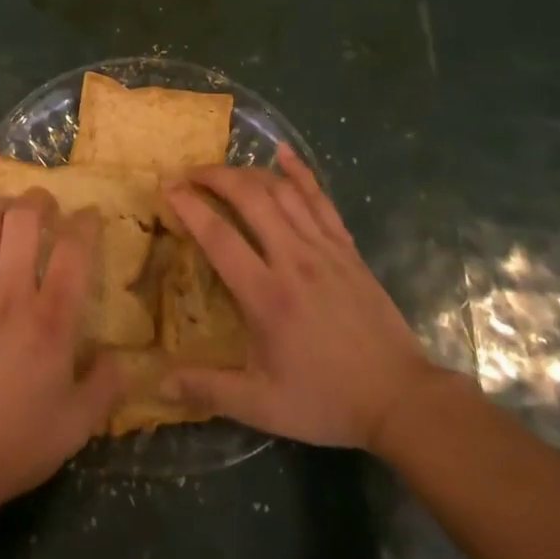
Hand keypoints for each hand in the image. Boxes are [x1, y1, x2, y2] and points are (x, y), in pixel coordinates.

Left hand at [0, 195, 122, 507]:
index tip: (90, 216)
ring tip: (10, 211)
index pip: (73, 250)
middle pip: (22, 220)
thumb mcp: (78, 425)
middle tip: (46, 205)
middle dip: (38, 200)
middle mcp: (11, 295)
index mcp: (51, 320)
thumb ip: (106, 386)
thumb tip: (119, 356)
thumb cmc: (18, 442)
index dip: (85, 222)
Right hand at [163, 146, 436, 452]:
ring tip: (224, 171)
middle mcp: (293, 260)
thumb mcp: (263, 406)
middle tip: (189, 173)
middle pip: (249, 197)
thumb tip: (159, 385)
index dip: (189, 206)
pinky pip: (320, 198)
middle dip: (214, 176)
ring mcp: (324, 248)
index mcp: (266, 296)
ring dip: (248, 172)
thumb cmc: (326, 401)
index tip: (167, 186)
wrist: (400, 399)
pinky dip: (300, 171)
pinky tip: (283, 152)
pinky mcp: (347, 247)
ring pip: (282, 191)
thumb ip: (209, 389)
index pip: (218, 236)